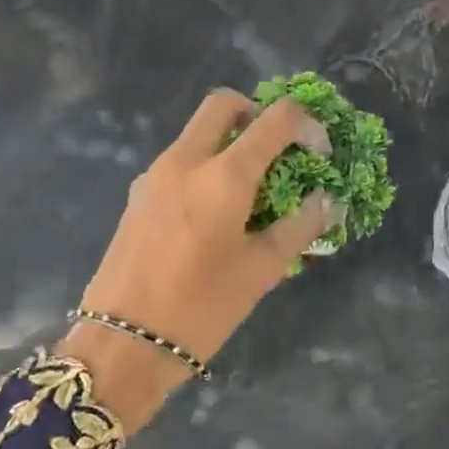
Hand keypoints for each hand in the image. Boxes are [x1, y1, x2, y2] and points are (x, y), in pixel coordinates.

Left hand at [61, 90, 339, 433]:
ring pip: (198, 131)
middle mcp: (186, 160)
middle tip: (278, 150)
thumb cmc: (201, 308)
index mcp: (224, 176)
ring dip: (230, 140)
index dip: (307, 125)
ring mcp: (155, 174)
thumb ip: (300, 226)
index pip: (275, 118)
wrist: (122, 345)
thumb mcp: (262, 270)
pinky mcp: (138, 195)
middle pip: (224, 104)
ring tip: (252, 190)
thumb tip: (327, 200)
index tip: (319, 153)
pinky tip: (217, 213)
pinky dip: (206, 164)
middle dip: (258, 112)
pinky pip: (180, 160)